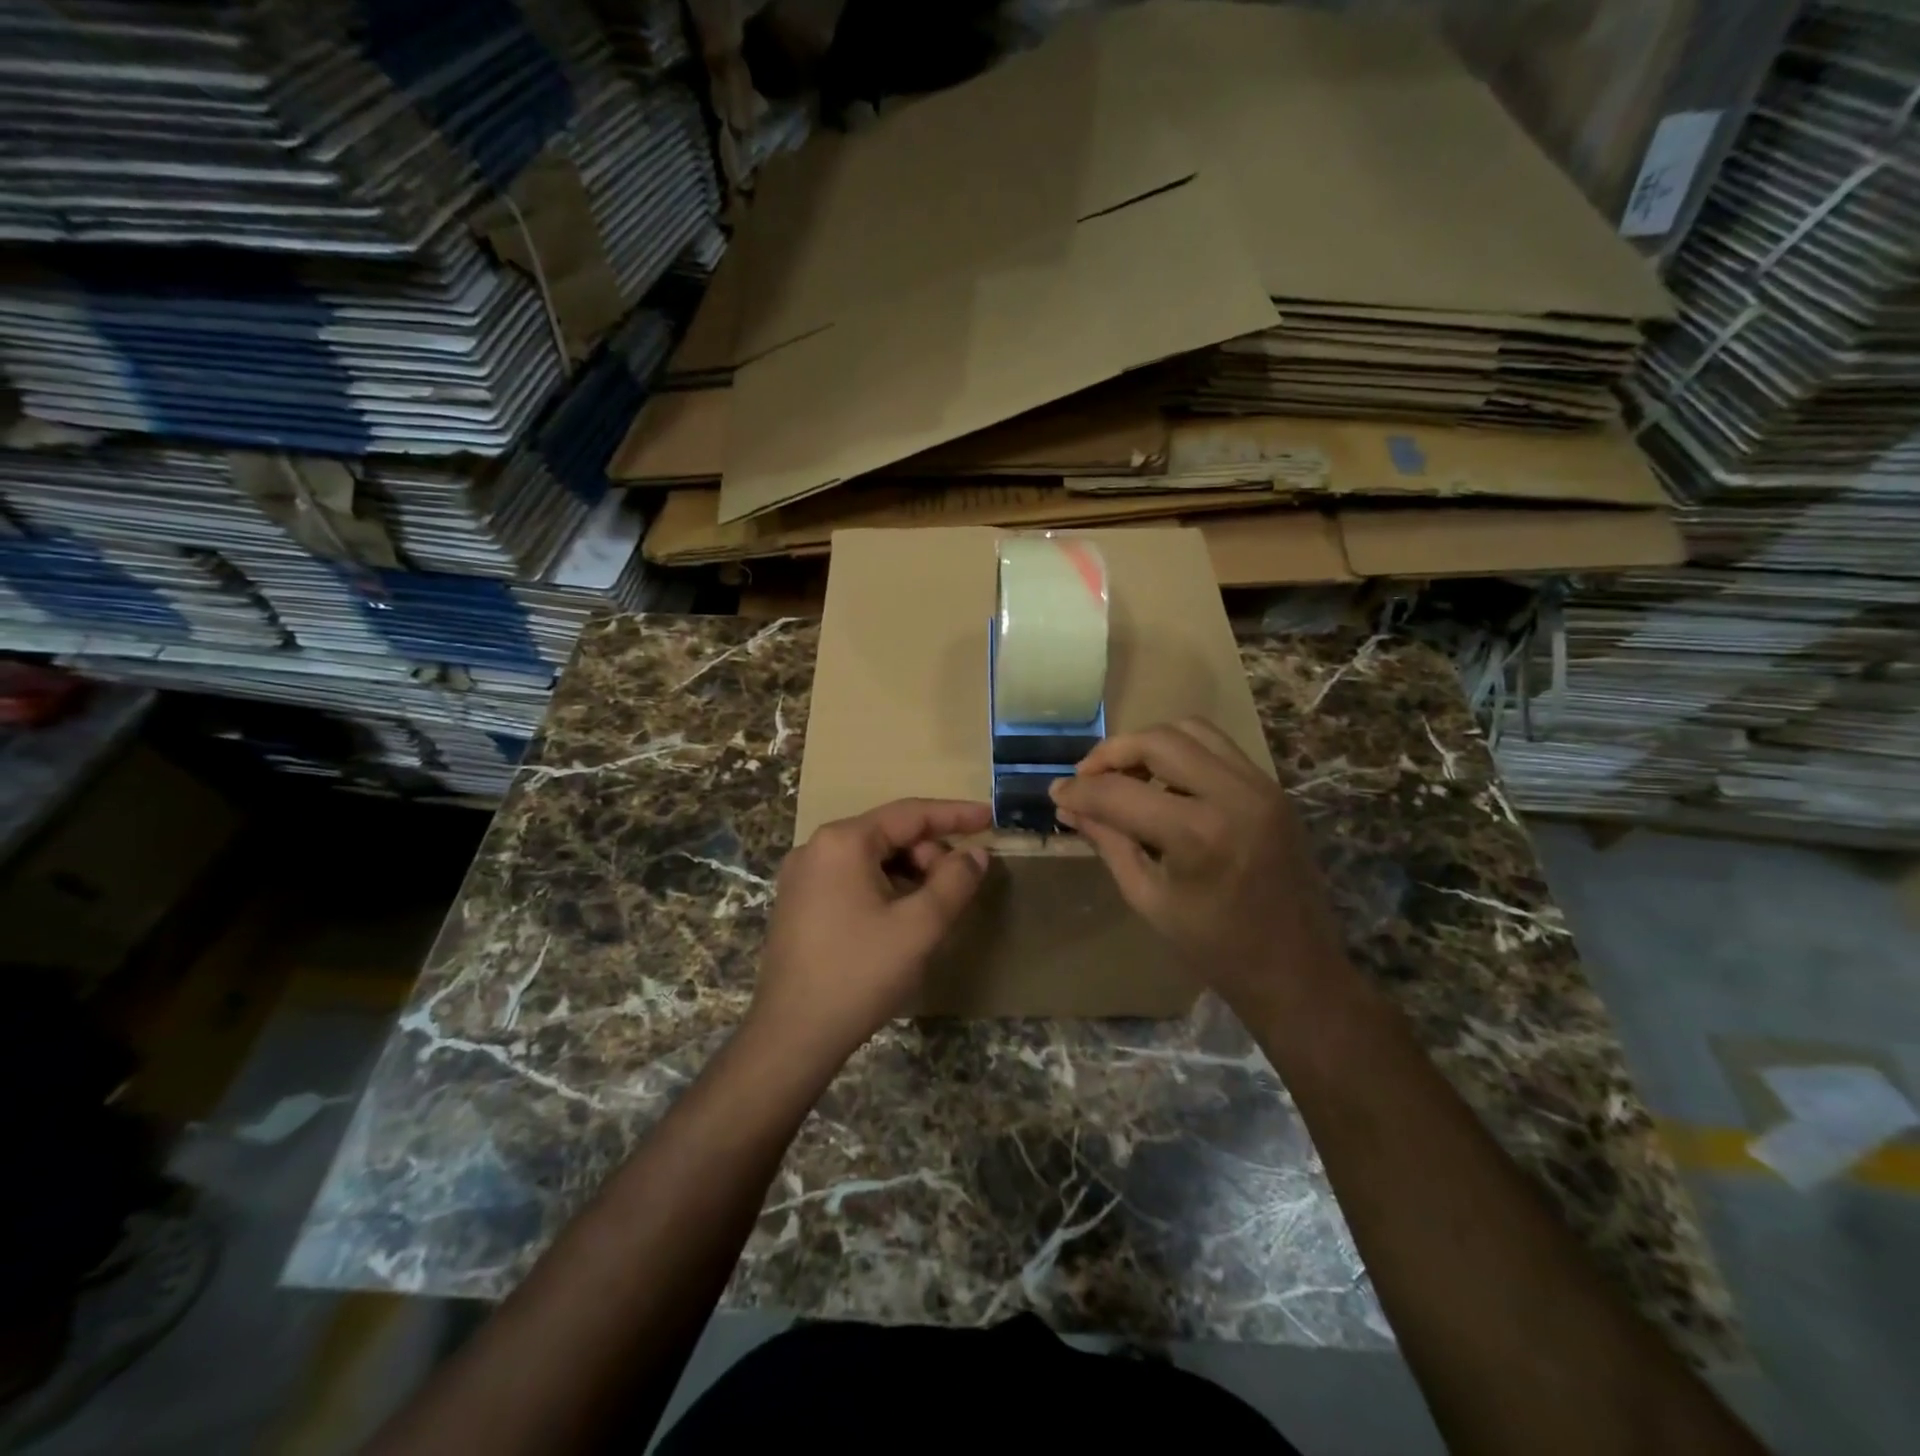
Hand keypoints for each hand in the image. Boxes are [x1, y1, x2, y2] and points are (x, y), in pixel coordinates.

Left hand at [749, 798, 991, 1065]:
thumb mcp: (920, 926)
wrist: (793, 1035)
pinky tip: (899, 920)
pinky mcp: (798, 904)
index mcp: (843, 841)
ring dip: (908, 875)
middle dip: (929, 855)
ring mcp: (802, 877)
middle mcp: (816, 848)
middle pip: (889, 835)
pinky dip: (884, 888)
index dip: (954, 814)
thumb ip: (955, 881)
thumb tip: (975, 856)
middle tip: (956, 888)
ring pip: (871, 859)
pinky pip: (851, 879)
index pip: (910, 814)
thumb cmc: (860, 973)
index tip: (989, 818)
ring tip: (930, 910)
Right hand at [1050, 719, 1349, 1017]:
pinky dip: (1180, 752)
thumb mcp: (1147, 897)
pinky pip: (1217, 746)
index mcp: (1198, 835)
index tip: (1055, 792)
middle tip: (1086, 778)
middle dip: (1111, 753)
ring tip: (1124, 774)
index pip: (1120, 792)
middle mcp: (1234, 795)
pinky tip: (1162, 782)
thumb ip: (1108, 841)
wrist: (1295, 968)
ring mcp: (1260, 786)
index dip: (1079, 790)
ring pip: (1191, 729)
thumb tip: (1068, 805)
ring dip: (1148, 743)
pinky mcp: (1272, 787)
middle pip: (1158, 740)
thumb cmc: (1214, 947)